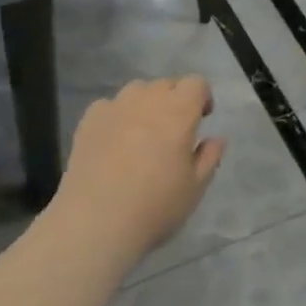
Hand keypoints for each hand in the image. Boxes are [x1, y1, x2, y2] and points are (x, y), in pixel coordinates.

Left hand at [53, 77, 225, 258]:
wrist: (96, 222)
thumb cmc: (155, 206)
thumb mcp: (195, 188)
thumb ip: (209, 157)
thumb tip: (216, 138)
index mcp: (178, 112)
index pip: (196, 83)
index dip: (202, 97)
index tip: (202, 120)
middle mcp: (147, 100)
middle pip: (166, 84)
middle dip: (175, 100)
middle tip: (173, 132)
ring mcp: (114, 107)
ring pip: (137, 91)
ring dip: (146, 104)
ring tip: (142, 135)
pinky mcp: (88, 120)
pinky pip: (109, 106)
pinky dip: (117, 116)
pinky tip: (114, 142)